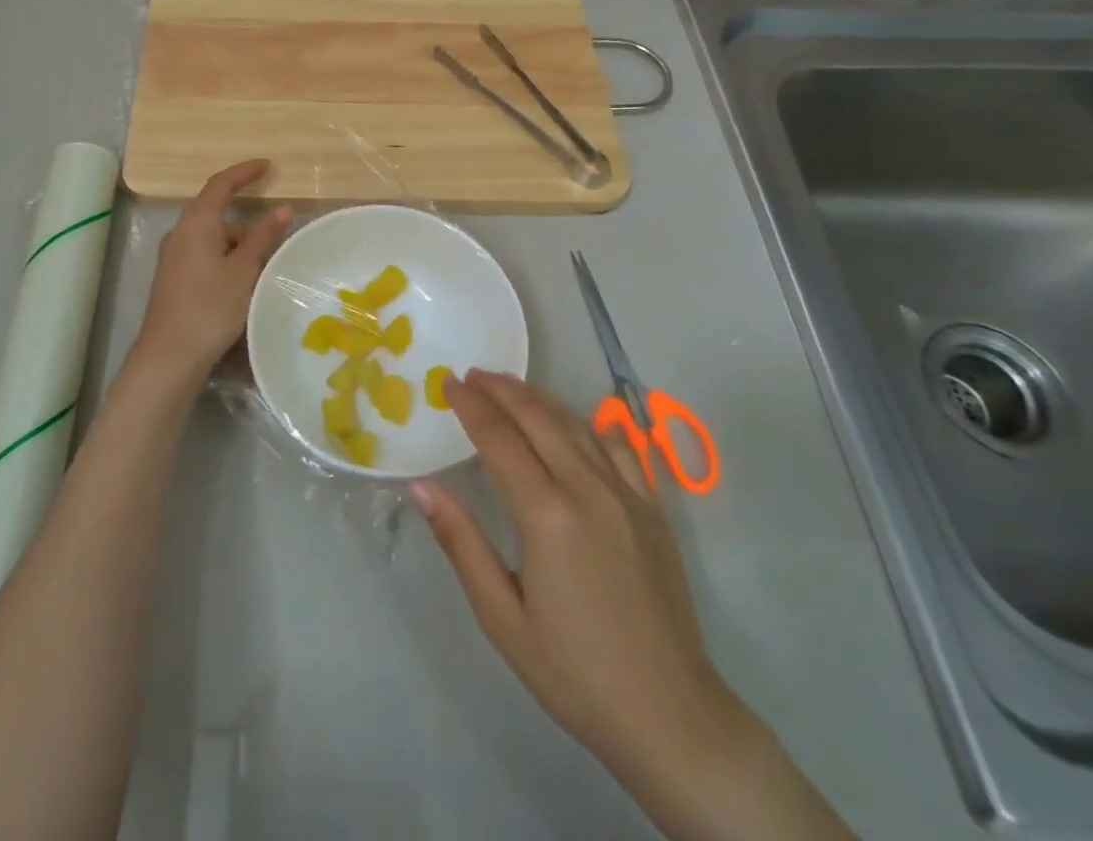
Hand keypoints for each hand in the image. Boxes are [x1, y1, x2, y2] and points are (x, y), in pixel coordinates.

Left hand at [129, 159, 290, 396]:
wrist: (170, 356)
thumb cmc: (210, 307)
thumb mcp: (244, 270)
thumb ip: (263, 237)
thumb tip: (281, 210)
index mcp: (196, 224)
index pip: (220, 184)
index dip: (244, 172)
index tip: (268, 166)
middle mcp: (180, 233)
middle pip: (215, 212)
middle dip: (246, 218)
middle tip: (275, 229)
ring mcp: (174, 257)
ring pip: (212, 237)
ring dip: (238, 243)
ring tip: (265, 264)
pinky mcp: (174, 278)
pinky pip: (204, 254)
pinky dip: (226, 257)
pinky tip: (243, 280)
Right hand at [412, 372, 749, 813]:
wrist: (671, 716)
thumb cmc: (574, 673)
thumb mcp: (502, 618)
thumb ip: (461, 543)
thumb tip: (421, 486)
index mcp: (547, 515)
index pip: (499, 439)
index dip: (470, 406)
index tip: (447, 383)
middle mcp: (588, 490)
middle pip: (538, 418)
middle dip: (501, 390)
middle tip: (471, 375)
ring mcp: (627, 494)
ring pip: (576, 424)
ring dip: (538, 399)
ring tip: (509, 387)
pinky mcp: (653, 508)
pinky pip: (620, 445)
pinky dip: (590, 422)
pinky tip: (576, 419)